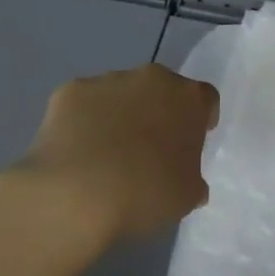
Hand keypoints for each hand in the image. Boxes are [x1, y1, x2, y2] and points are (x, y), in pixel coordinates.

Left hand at [9, 63, 219, 248]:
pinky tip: (78, 152)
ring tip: (106, 154)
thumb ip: (192, 179)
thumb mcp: (187, 196)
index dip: (201, 118)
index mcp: (189, 99)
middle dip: (158, 112)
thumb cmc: (146, 193)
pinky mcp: (69, 91)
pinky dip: (83, 121)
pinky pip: (83, 105)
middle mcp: (151, 79)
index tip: (193, 139)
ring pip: (120, 94)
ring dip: (120, 114)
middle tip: (149, 147)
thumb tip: (187, 181)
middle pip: (161, 90)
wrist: (77, 194)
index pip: (205, 99)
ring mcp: (107, 81)